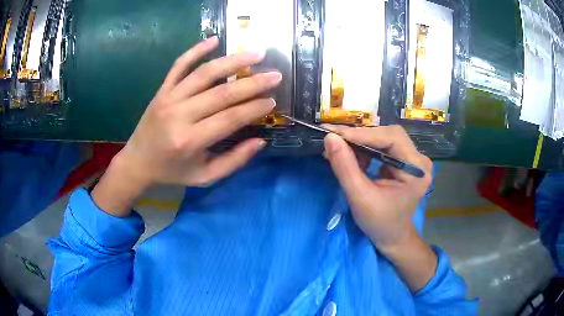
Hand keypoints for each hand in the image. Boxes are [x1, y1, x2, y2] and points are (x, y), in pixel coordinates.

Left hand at [91, 36, 281, 215]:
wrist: (138, 162)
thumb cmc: (172, 171)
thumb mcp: (205, 177)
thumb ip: (233, 161)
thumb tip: (260, 141)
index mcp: (190, 141)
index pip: (230, 118)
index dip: (255, 108)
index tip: (273, 101)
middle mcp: (179, 115)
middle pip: (222, 93)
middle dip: (253, 83)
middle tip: (276, 75)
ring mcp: (169, 98)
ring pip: (204, 73)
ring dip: (232, 61)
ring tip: (257, 53)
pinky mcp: (162, 90)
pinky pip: (179, 65)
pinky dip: (196, 50)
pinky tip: (214, 39)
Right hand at [323, 125, 435, 290]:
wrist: (392, 237)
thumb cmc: (379, 223)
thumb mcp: (360, 198)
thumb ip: (345, 167)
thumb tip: (330, 138)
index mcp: (416, 170)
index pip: (392, 138)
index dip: (363, 134)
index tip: (335, 134)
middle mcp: (419, 160)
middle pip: (389, 135)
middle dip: (361, 137)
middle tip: (334, 139)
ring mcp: (413, 160)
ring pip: (385, 139)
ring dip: (361, 142)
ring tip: (340, 149)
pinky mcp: (404, 162)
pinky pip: (384, 147)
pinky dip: (366, 149)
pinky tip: (352, 156)